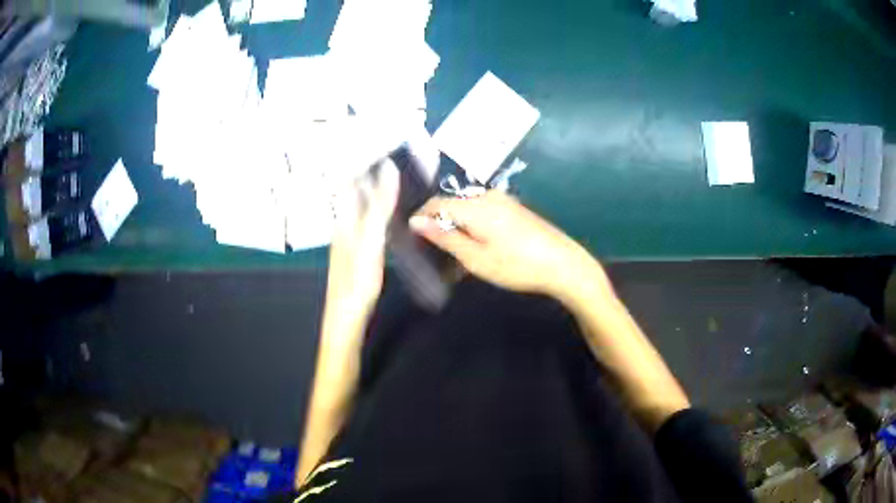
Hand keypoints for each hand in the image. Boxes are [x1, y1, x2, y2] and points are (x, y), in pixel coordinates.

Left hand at [327, 160, 399, 314]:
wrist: (346, 316)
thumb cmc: (357, 280)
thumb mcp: (371, 240)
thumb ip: (380, 206)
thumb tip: (388, 169)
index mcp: (345, 217)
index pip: (351, 177)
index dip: (363, 158)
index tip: (381, 143)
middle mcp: (344, 223)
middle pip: (356, 188)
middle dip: (371, 171)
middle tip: (394, 154)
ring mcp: (349, 237)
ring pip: (361, 203)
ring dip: (375, 187)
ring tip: (395, 175)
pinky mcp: (356, 249)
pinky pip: (367, 217)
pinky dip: (378, 206)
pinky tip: (389, 210)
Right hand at [410, 191, 605, 299]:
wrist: (564, 264)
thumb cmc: (517, 265)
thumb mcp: (475, 258)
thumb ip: (444, 237)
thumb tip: (416, 221)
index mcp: (475, 205)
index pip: (435, 203)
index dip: (421, 219)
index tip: (413, 241)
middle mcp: (487, 196)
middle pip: (452, 205)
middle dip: (440, 227)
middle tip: (435, 256)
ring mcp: (503, 200)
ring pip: (467, 211)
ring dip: (458, 230)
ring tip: (456, 259)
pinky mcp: (513, 208)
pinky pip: (483, 214)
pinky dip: (474, 229)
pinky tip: (478, 250)